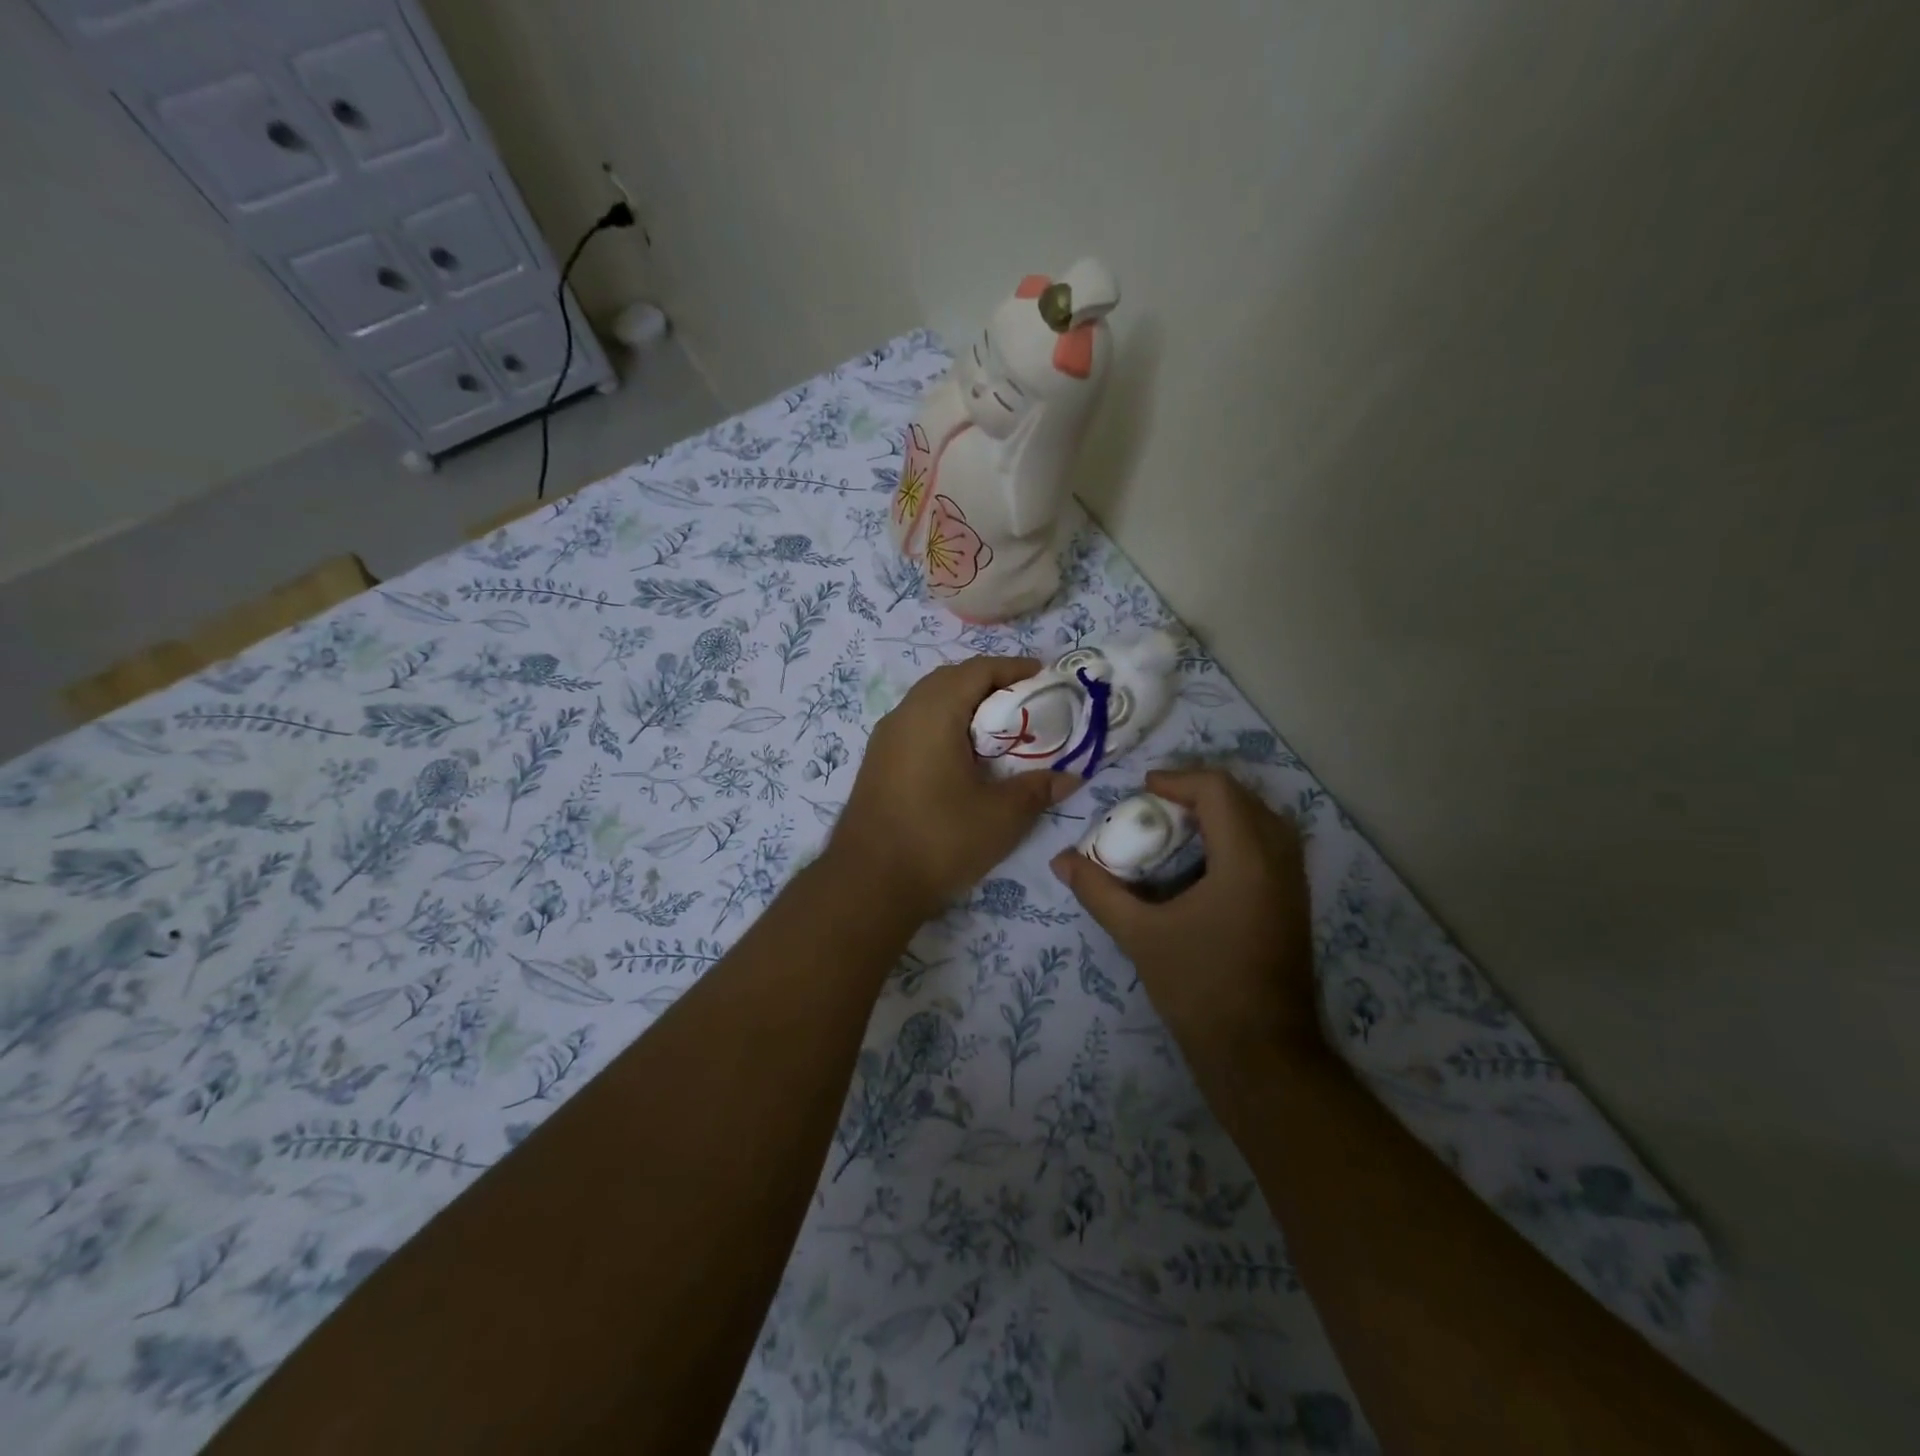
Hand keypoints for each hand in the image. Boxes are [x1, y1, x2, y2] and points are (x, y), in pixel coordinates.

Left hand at [831, 656, 1076, 919]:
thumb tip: (1070, 778)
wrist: (868, 883)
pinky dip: (945, 726)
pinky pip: (916, 726)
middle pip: (950, 679)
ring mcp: (885, 739)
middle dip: (989, 683)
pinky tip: (964, 758)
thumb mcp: (1001, 816)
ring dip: (964, 706)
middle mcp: (904, 714)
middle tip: (1024, 703)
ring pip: (929, 703)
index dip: (1014, 668)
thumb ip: (1037, 789)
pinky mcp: (878, 763)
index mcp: (933, 713)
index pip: (977, 670)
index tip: (1045, 678)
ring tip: (998, 730)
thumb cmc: (939, 839)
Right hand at [1050, 768, 1320, 1079]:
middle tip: (1158, 804)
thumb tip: (1060, 860)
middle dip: (1200, 791)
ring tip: (1180, 825)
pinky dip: (1239, 835)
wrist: (1261, 1056)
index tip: (1143, 790)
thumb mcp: (1140, 935)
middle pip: (1245, 797)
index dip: (1178, 779)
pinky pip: (1272, 846)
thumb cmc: (1199, 988)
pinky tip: (1206, 861)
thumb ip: (1099, 891)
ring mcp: (1294, 884)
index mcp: (1246, 860)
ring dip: (1223, 811)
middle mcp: (1279, 862)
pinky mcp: (1295, 905)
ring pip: (1264, 820)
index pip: (1219, 790)